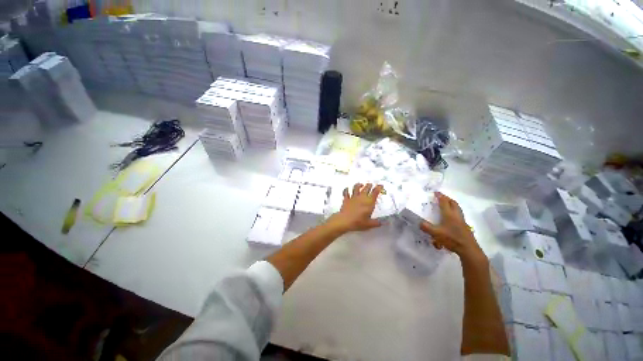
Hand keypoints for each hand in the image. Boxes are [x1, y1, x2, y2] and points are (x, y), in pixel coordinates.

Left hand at [327, 183, 383, 232]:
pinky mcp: (346, 199)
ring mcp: (353, 197)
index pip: (375, 192)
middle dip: (369, 185)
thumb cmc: (358, 222)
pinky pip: (346, 192)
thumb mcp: (369, 224)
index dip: (378, 188)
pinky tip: (347, 188)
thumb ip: (376, 223)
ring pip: (356, 188)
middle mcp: (361, 197)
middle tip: (371, 184)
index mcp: (369, 202)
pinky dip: (346, 189)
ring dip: (358, 185)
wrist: (345, 221)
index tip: (380, 185)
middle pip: (366, 188)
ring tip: (360, 184)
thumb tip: (382, 223)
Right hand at [420, 192, 483, 260]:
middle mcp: (456, 215)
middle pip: (453, 203)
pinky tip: (451, 218)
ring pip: (457, 209)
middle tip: (441, 197)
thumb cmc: (452, 239)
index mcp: (449, 214)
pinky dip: (455, 212)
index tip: (436, 192)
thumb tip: (419, 222)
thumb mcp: (436, 233)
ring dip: (452, 204)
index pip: (444, 202)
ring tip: (447, 205)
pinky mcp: (465, 226)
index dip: (440, 196)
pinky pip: (459, 215)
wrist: (468, 249)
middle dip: (447, 198)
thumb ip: (426, 227)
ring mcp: (462, 221)